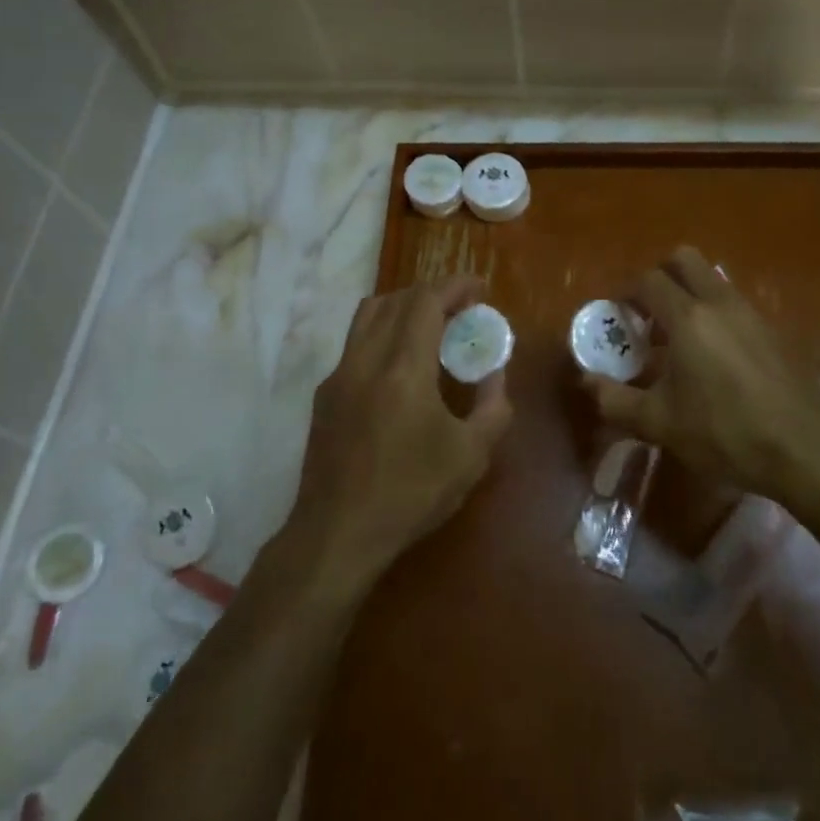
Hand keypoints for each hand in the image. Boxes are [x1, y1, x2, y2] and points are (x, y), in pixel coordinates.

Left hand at [290, 275, 512, 586]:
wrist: (338, 534)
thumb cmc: (410, 494)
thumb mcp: (471, 456)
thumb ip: (493, 407)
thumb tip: (495, 374)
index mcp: (403, 368)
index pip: (426, 301)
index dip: (454, 286)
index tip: (479, 287)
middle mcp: (366, 359)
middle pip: (396, 300)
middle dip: (432, 294)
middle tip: (461, 309)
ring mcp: (339, 375)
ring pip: (368, 315)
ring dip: (402, 307)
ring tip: (430, 327)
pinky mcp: (325, 395)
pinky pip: (355, 343)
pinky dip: (382, 334)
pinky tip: (399, 367)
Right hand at [583, 248, 819, 500]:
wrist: (806, 449)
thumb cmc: (725, 432)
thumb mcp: (660, 423)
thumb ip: (616, 400)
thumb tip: (586, 382)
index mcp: (687, 317)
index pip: (648, 280)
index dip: (626, 292)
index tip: (617, 317)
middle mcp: (719, 303)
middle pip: (684, 259)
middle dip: (661, 275)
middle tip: (648, 313)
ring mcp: (751, 313)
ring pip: (713, 279)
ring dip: (690, 294)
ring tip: (679, 339)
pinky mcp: (774, 331)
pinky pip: (734, 303)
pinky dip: (716, 313)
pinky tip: (714, 359)